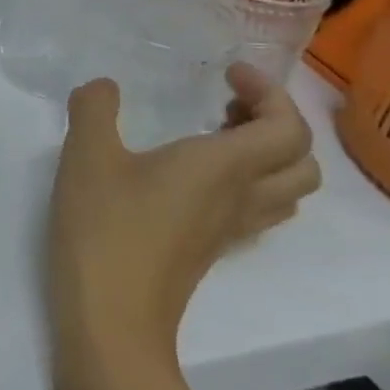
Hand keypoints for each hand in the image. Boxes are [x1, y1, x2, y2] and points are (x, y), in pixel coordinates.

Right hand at [47, 65, 317, 386]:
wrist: (111, 316)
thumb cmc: (105, 227)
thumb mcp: (87, 154)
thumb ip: (95, 109)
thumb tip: (103, 87)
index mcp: (224, 166)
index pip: (287, 126)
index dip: (270, 92)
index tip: (228, 73)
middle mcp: (242, 197)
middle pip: (302, 160)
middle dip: (277, 122)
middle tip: (227, 104)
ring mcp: (231, 231)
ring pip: (286, 190)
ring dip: (268, 156)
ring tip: (215, 137)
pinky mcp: (212, 252)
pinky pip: (257, 212)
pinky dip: (247, 185)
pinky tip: (194, 180)